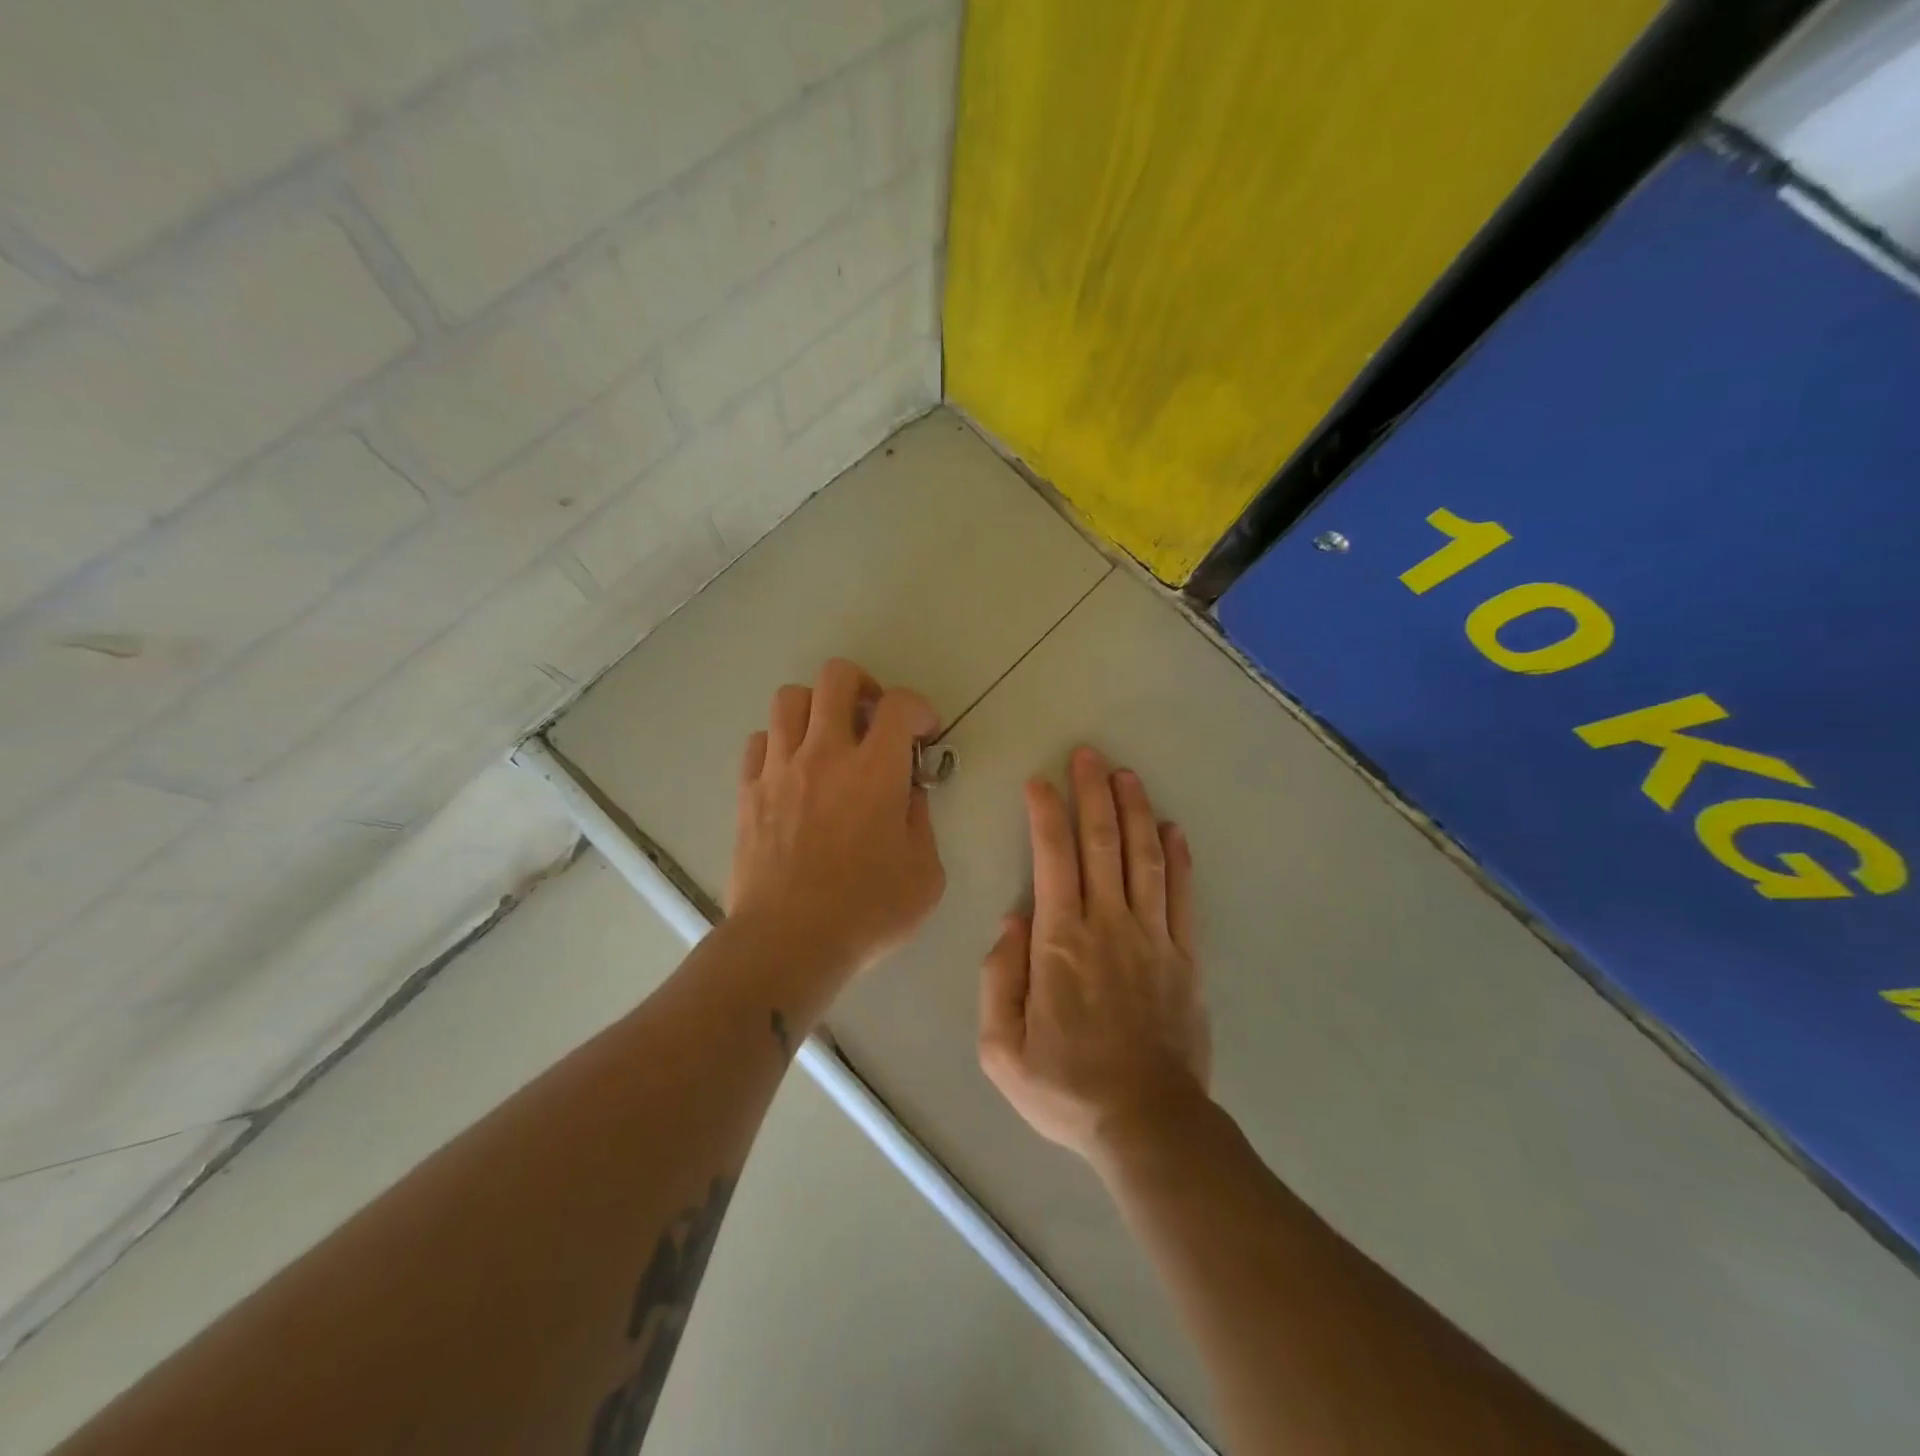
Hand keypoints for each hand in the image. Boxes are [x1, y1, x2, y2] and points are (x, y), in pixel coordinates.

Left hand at [728, 658, 945, 973]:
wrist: (788, 942)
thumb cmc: (866, 912)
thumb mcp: (925, 874)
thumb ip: (922, 822)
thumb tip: (909, 794)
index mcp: (875, 770)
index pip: (899, 704)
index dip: (918, 708)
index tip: (924, 734)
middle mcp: (825, 753)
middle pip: (836, 676)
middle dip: (864, 686)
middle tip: (874, 719)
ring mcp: (780, 768)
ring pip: (790, 698)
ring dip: (817, 707)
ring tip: (830, 737)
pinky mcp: (748, 790)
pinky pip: (760, 740)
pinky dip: (781, 742)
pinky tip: (794, 770)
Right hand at [978, 746, 1209, 1166]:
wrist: (1147, 1124)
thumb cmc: (1066, 1087)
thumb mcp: (1001, 1046)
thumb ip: (998, 977)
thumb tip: (1014, 918)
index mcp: (1060, 942)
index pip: (1052, 858)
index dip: (1045, 813)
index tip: (1039, 782)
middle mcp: (1109, 926)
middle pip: (1102, 843)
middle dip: (1093, 793)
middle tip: (1089, 755)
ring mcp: (1153, 938)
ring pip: (1145, 858)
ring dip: (1135, 811)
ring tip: (1127, 775)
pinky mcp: (1185, 957)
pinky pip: (1182, 896)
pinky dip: (1178, 859)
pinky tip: (1172, 829)